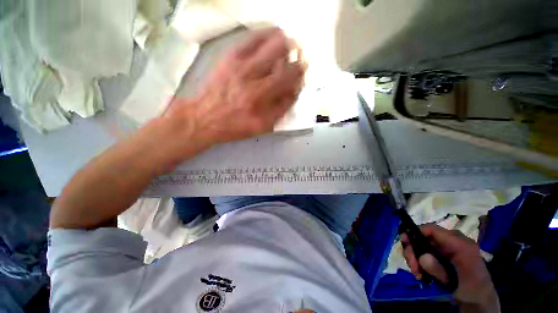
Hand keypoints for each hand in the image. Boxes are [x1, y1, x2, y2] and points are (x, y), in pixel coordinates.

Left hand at [166, 27, 305, 146]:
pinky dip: (265, 34)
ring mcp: (241, 64)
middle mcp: (254, 79)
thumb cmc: (235, 126)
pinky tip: (272, 35)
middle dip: (296, 57)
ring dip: (284, 42)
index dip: (299, 75)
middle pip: (283, 60)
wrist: (204, 117)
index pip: (289, 81)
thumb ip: (280, 110)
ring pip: (270, 44)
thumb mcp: (262, 126)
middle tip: (299, 56)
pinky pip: (251, 39)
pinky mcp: (230, 56)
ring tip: (289, 43)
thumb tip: (294, 92)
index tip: (303, 73)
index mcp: (261, 99)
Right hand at [402, 224, 499, 311]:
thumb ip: (439, 269)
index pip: (432, 229)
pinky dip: (419, 260)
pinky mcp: (443, 254)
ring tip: (416, 272)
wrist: (480, 299)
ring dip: (415, 256)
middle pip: (424, 237)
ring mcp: (447, 247)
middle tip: (411, 265)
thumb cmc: (471, 289)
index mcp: (459, 243)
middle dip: (413, 249)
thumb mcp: (456, 282)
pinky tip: (420, 271)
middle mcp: (452, 241)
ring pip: (422, 244)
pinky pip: (425, 251)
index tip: (404, 242)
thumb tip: (421, 257)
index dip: (415, 231)